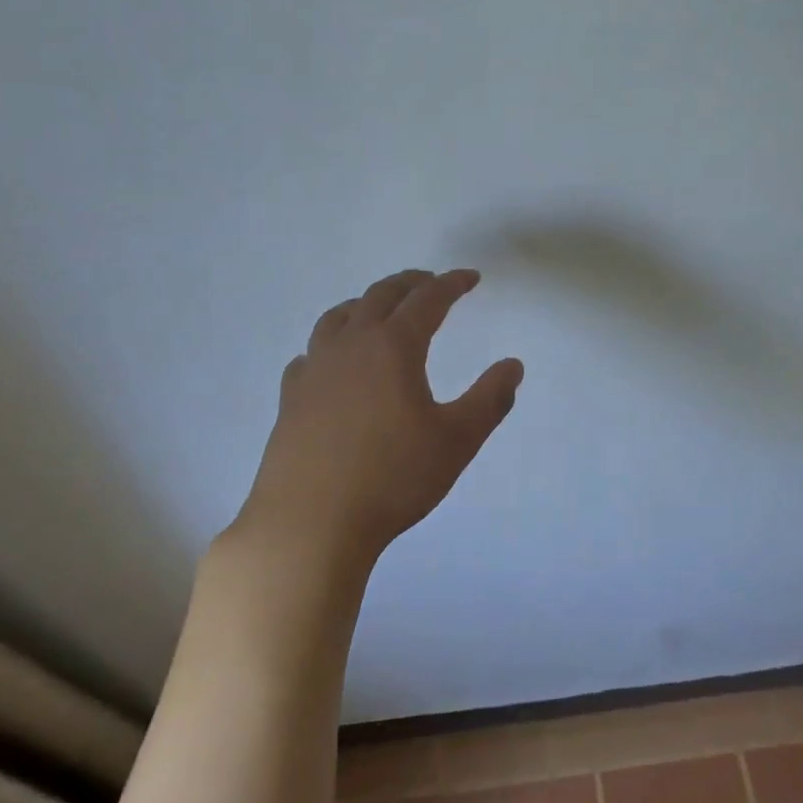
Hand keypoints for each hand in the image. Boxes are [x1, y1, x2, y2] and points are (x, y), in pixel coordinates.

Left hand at [228, 268, 522, 574]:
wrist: (310, 524)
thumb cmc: (393, 478)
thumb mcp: (458, 440)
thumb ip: (490, 398)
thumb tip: (512, 365)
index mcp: (393, 347)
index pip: (427, 300)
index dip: (452, 284)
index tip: (470, 278)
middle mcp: (350, 347)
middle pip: (379, 297)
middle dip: (409, 284)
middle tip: (430, 282)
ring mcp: (314, 371)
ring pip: (338, 318)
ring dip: (365, 304)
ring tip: (379, 310)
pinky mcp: (290, 400)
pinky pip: (311, 354)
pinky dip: (330, 344)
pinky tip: (334, 363)